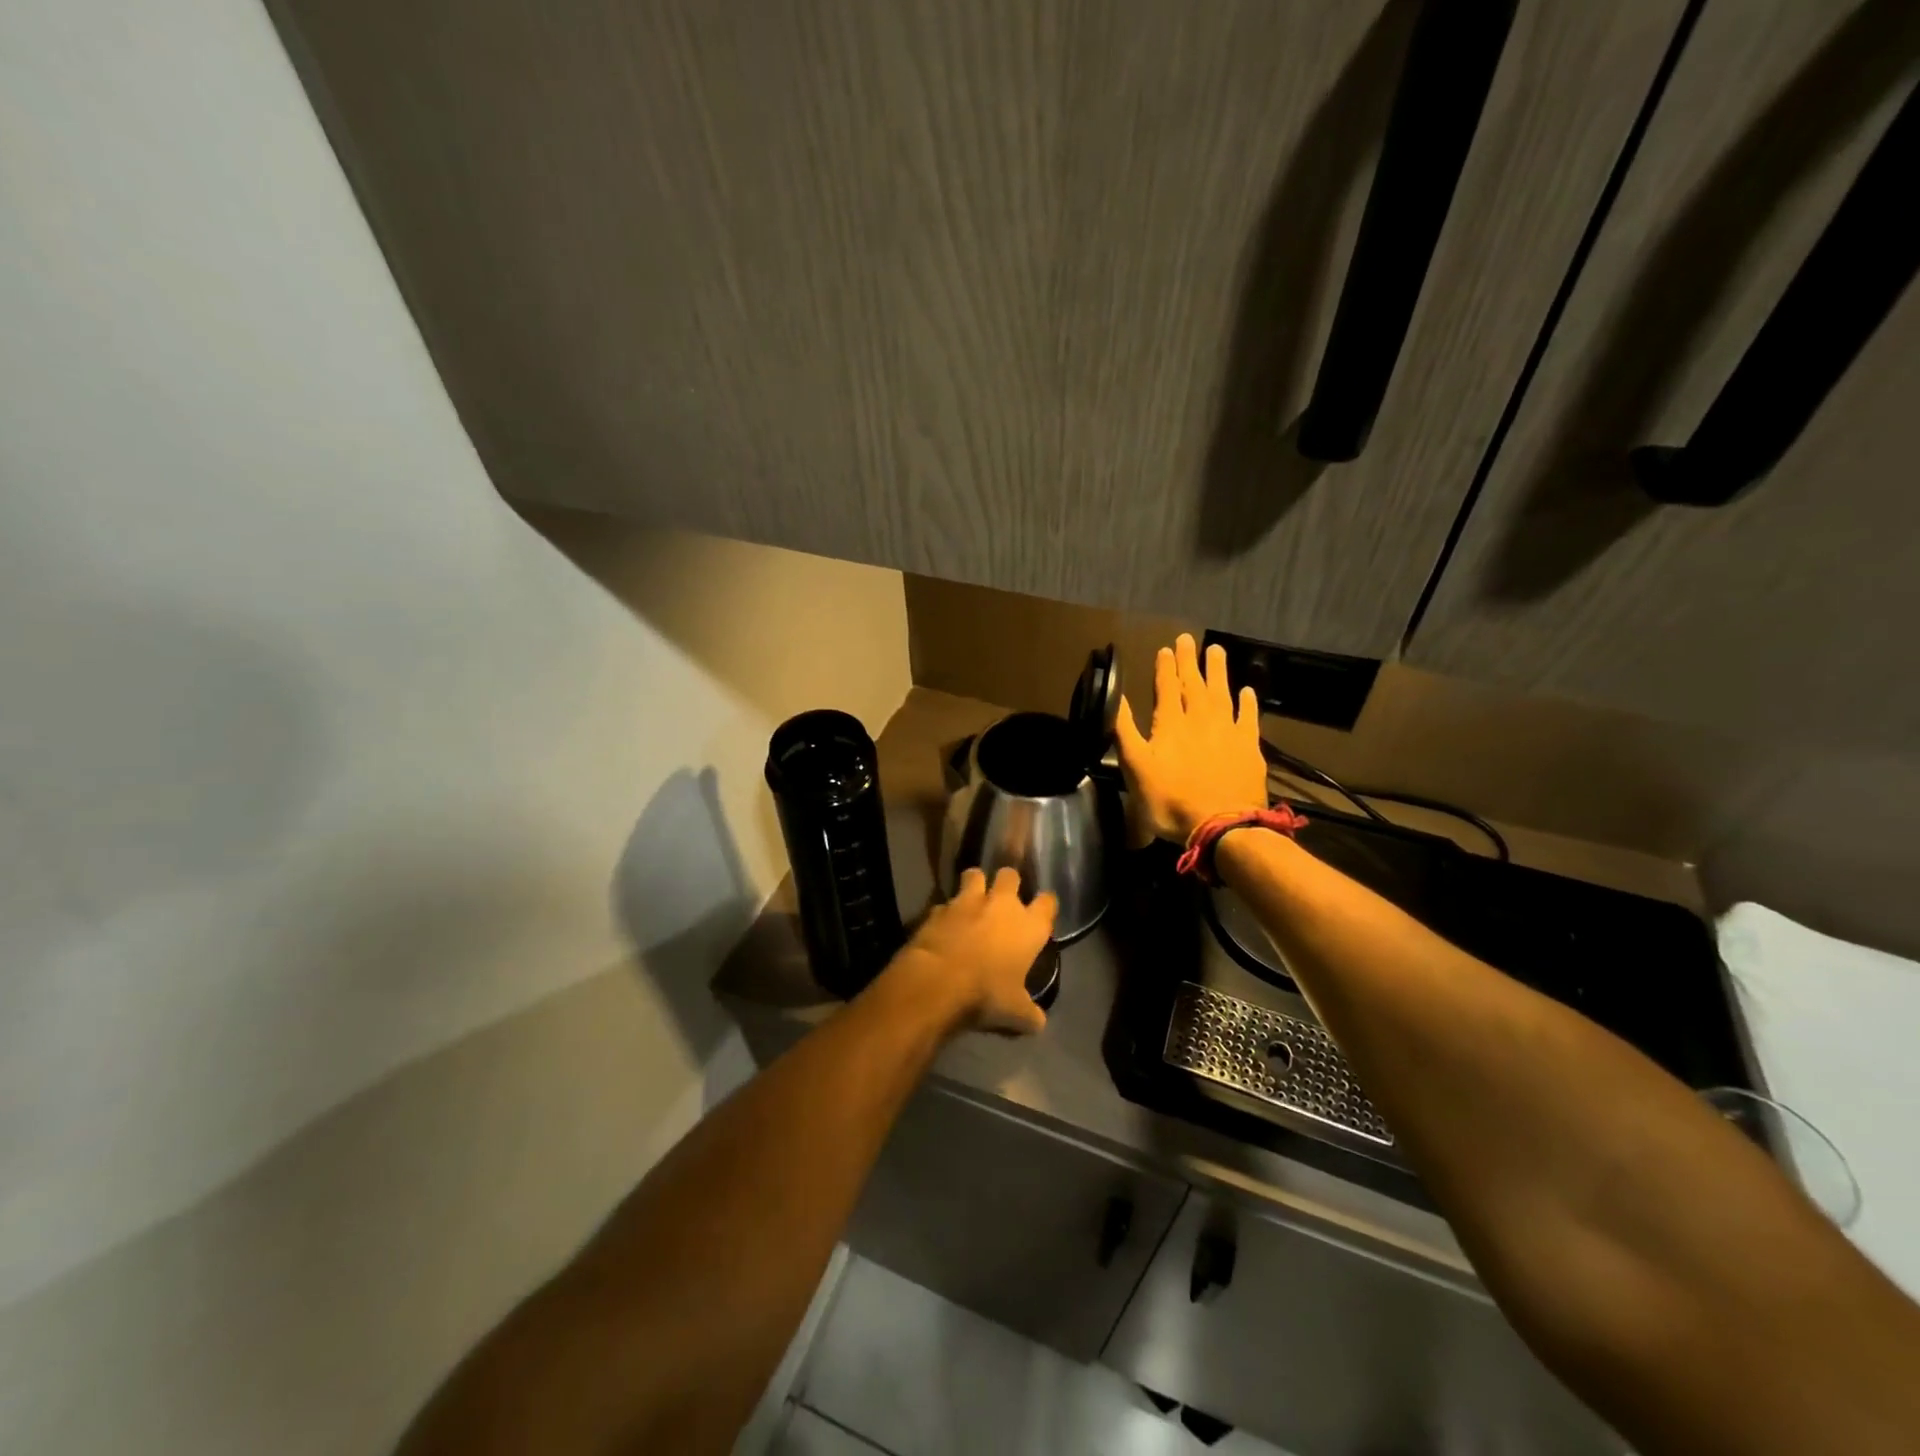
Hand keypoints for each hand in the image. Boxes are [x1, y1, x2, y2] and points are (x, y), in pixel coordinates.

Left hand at [888, 867, 1055, 1035]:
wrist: (937, 982)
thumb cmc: (986, 994)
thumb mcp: (1015, 1014)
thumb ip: (1030, 1014)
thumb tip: (1038, 1022)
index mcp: (1028, 926)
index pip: (1047, 902)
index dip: (1045, 905)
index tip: (1042, 912)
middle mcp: (1001, 905)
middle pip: (1010, 874)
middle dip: (1008, 882)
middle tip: (1003, 898)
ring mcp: (968, 901)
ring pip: (975, 874)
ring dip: (975, 883)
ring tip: (972, 898)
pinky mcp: (938, 907)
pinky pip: (945, 901)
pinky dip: (946, 911)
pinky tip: (943, 924)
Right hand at [1115, 633, 1267, 843]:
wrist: (1222, 826)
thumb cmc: (1170, 800)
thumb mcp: (1135, 767)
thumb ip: (1124, 730)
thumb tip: (1115, 697)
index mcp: (1171, 723)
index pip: (1167, 687)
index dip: (1165, 668)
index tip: (1165, 648)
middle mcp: (1200, 719)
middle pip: (1194, 683)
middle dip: (1189, 661)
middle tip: (1187, 639)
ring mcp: (1228, 731)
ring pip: (1222, 693)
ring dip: (1218, 671)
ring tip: (1216, 650)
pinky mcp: (1249, 748)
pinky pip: (1249, 717)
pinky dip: (1247, 702)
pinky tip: (1247, 691)